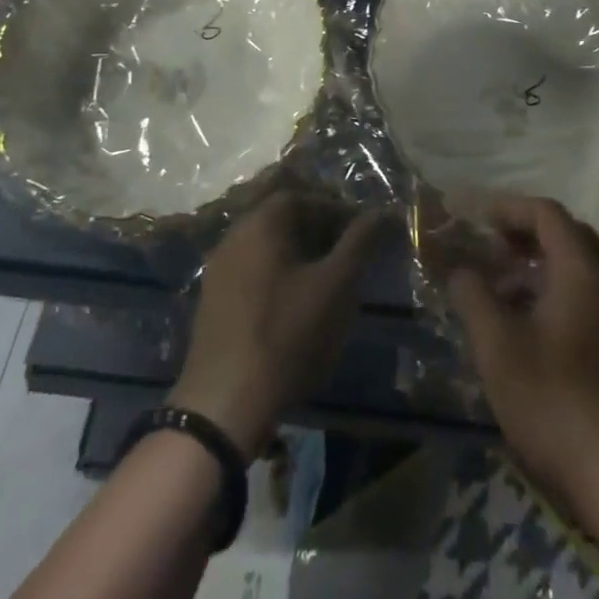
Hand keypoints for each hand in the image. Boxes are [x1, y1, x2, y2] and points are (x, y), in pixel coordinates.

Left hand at [167, 191, 387, 458]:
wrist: (225, 401)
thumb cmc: (288, 333)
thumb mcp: (337, 285)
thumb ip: (361, 242)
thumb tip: (385, 211)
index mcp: (261, 222)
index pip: (304, 197)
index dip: (336, 211)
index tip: (362, 234)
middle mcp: (234, 235)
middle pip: (283, 220)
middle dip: (320, 233)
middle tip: (349, 258)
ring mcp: (218, 269)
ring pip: (267, 248)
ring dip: (299, 257)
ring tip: (328, 285)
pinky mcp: (213, 301)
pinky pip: (252, 272)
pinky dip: (278, 278)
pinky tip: (296, 308)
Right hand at [448, 197, 598, 524]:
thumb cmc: (557, 402)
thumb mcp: (498, 347)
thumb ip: (473, 296)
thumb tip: (460, 269)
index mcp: (583, 270)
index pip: (546, 213)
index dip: (508, 208)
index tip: (476, 218)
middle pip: (568, 237)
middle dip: (525, 236)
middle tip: (490, 251)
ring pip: (580, 272)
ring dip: (540, 270)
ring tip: (501, 295)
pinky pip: (591, 301)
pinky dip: (558, 297)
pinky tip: (531, 332)